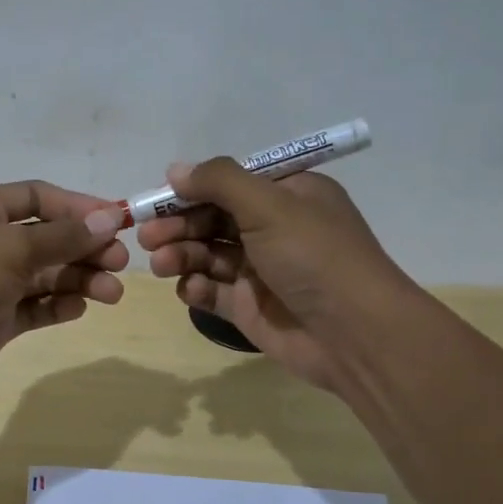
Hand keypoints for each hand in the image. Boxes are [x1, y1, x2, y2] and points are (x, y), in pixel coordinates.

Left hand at [0, 181, 127, 398]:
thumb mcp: (12, 247)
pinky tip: (78, 307)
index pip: (39, 198)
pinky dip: (58, 305)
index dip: (79, 207)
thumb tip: (110, 218)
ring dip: (79, 280)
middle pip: (48, 238)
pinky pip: (35, 307)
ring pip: (46, 275)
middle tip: (120, 263)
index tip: (118, 221)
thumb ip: (64, 236)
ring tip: (111, 293)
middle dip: (85, 248)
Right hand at [136, 160, 415, 393]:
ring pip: (208, 255)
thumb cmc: (315, 256)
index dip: (192, 189)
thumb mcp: (269, 205)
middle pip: (213, 219)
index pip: (230, 184)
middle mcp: (273, 229)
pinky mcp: (250, 307)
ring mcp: (261, 270)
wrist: (355, 334)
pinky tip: (190, 289)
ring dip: (181, 255)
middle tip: (147, 236)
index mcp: (288, 195)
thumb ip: (219, 182)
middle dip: (178, 225)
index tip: (157, 198)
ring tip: (161, 264)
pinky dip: (197, 288)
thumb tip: (175, 169)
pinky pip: (213, 291)